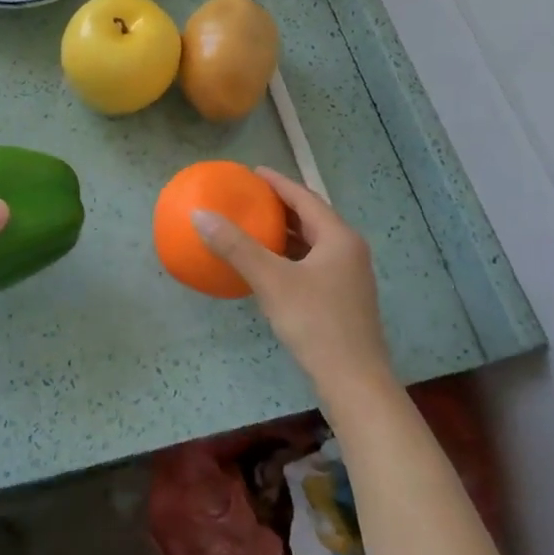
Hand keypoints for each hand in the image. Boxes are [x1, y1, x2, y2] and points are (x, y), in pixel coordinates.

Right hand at [193, 168, 395, 405]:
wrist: (354, 382)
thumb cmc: (316, 323)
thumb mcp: (271, 281)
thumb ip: (236, 246)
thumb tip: (200, 215)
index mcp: (338, 238)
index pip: (305, 198)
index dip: (278, 183)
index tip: (252, 172)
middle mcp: (348, 251)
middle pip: (311, 218)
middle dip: (281, 206)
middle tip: (249, 197)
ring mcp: (347, 277)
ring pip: (312, 243)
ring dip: (284, 232)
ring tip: (254, 225)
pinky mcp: (341, 299)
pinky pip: (311, 264)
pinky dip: (288, 256)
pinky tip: (267, 266)